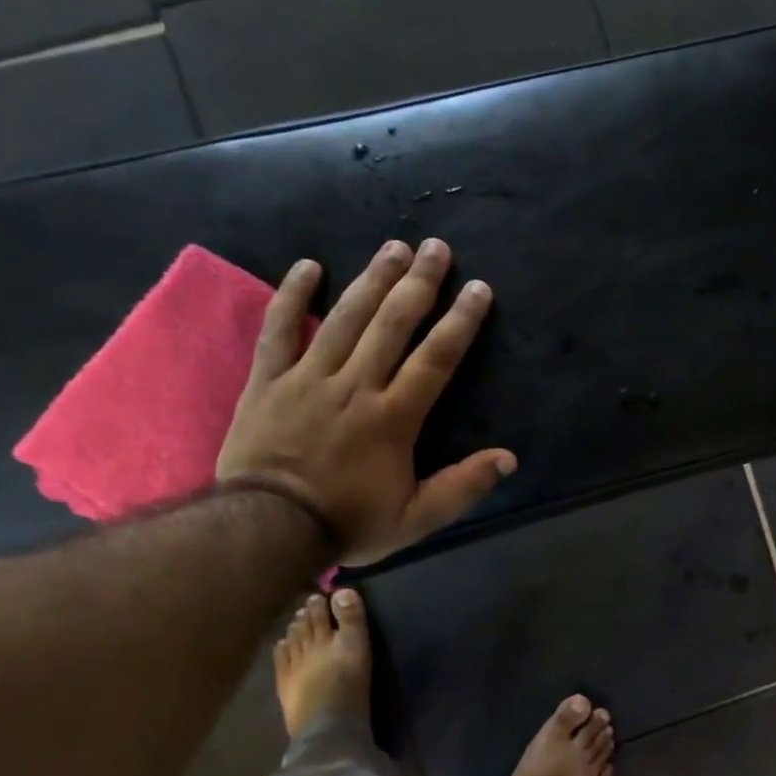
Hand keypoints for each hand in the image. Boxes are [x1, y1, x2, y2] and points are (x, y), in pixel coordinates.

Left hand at [217, 238, 516, 566]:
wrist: (267, 529)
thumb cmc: (348, 522)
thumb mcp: (416, 519)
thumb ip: (462, 487)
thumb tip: (508, 458)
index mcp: (394, 417)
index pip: (436, 358)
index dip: (460, 321)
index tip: (477, 289)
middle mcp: (356, 385)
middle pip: (392, 324)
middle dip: (419, 283)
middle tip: (436, 247)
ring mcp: (309, 377)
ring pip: (345, 317)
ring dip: (372, 279)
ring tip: (394, 246)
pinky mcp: (269, 380)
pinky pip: (279, 329)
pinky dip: (292, 296)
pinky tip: (309, 266)